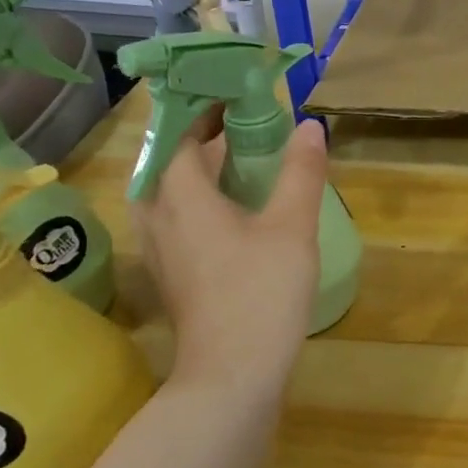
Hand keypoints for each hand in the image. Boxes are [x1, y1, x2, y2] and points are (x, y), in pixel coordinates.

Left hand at [131, 117, 328, 416]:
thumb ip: (300, 173)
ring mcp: (160, 249)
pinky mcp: (172, 274)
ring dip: (198, 170)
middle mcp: (158, 216)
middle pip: (169, 161)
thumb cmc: (261, 293)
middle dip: (202, 137)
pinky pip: (175, 218)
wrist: (232, 374)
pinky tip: (232, 212)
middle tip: (245, 125)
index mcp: (181, 195)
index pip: (181, 134)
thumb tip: (310, 126)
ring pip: (169, 192)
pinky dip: (199, 200)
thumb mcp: (292, 227)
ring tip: (238, 163)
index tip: (236, 92)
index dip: (205, 108)